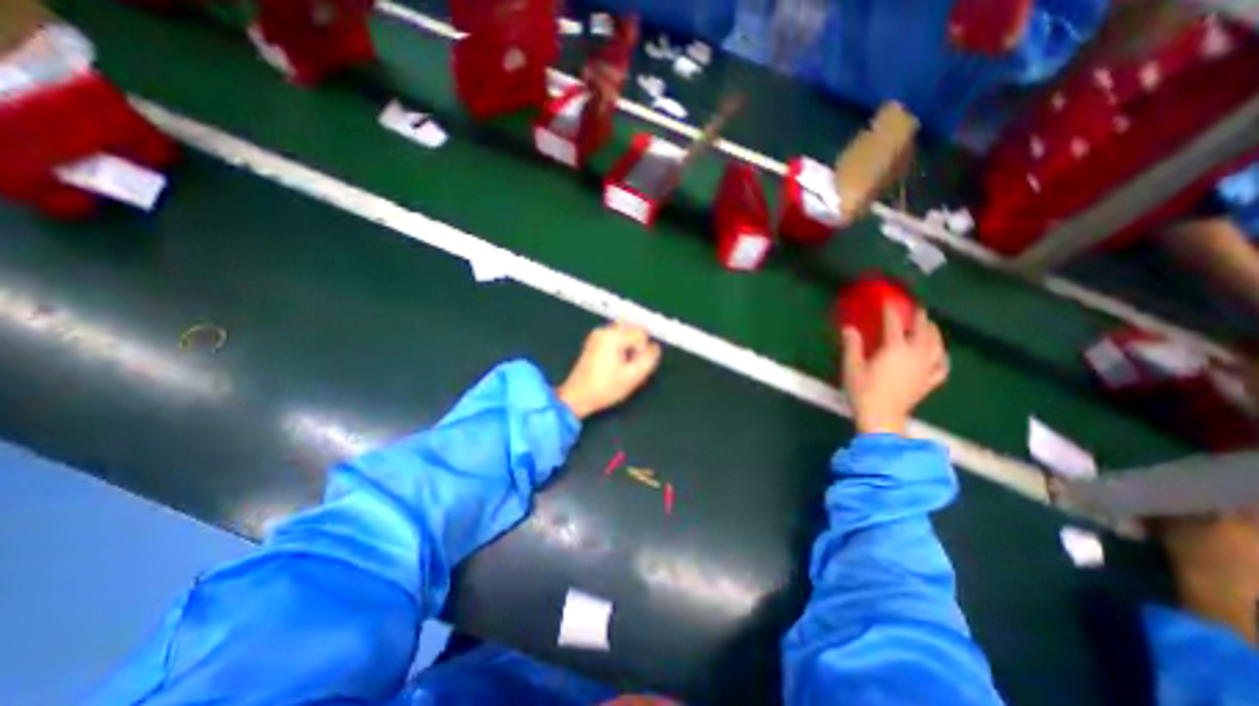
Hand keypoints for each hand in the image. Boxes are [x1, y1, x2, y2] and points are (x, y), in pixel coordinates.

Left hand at [556, 323, 663, 418]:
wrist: (577, 397)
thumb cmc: (604, 388)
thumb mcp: (633, 377)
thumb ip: (649, 359)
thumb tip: (655, 348)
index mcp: (613, 337)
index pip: (641, 333)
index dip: (643, 349)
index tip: (634, 365)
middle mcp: (604, 331)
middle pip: (632, 329)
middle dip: (636, 345)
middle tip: (630, 365)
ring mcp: (596, 336)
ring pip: (624, 333)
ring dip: (629, 346)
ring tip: (623, 366)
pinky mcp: (593, 343)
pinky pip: (614, 338)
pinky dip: (619, 348)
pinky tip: (615, 365)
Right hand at [840, 303, 948, 432]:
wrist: (881, 417)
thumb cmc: (864, 391)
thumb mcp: (852, 366)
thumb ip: (852, 345)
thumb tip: (849, 328)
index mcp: (895, 349)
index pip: (895, 324)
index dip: (891, 310)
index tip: (888, 301)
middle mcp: (915, 355)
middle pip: (923, 331)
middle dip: (920, 317)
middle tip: (916, 308)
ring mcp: (925, 369)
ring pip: (936, 345)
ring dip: (934, 333)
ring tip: (931, 326)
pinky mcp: (929, 382)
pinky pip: (942, 366)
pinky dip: (942, 357)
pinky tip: (940, 354)